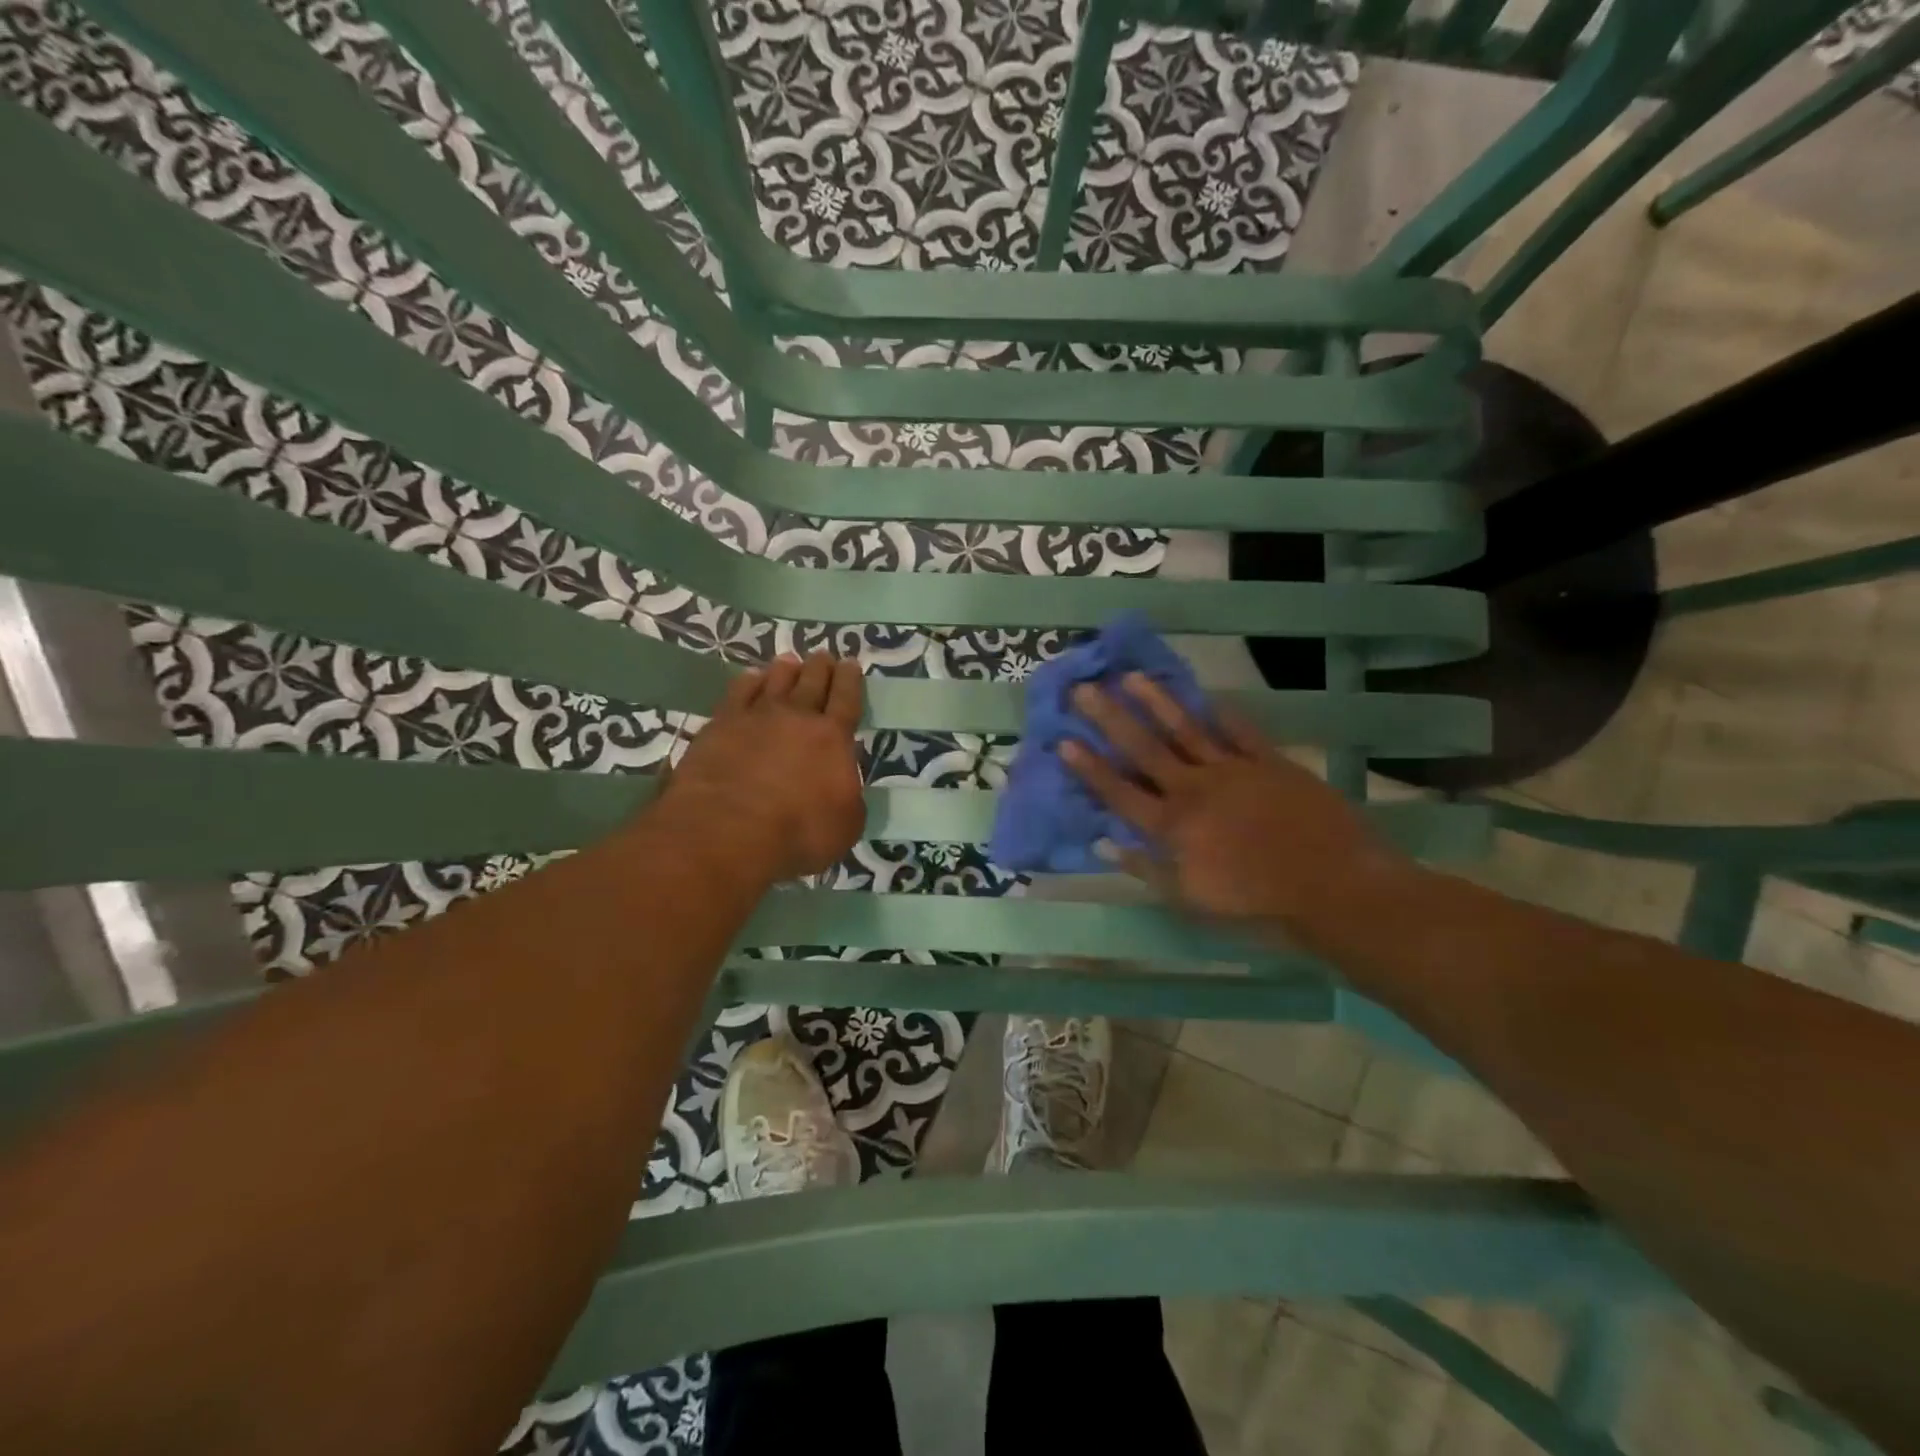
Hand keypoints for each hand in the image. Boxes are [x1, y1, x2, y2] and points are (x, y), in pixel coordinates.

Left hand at [659, 652, 865, 880]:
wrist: (728, 830)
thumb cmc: (797, 834)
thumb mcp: (846, 825)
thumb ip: (849, 796)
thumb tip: (844, 781)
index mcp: (833, 739)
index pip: (846, 700)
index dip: (850, 680)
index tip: (850, 663)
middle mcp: (797, 718)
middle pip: (812, 683)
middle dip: (820, 667)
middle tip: (823, 655)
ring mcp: (755, 717)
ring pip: (775, 682)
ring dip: (785, 669)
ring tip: (789, 660)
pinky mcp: (720, 725)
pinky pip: (738, 693)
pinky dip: (748, 682)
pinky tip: (750, 678)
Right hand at [1058, 674, 1414, 938]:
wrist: (1334, 888)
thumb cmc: (1257, 904)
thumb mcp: (1191, 900)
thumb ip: (1146, 869)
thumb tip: (1104, 844)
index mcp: (1172, 826)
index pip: (1119, 792)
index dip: (1090, 768)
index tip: (1064, 741)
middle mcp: (1194, 789)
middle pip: (1144, 749)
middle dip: (1110, 718)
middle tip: (1084, 688)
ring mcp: (1233, 770)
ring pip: (1186, 729)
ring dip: (1156, 702)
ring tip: (1130, 676)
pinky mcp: (1270, 762)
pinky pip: (1240, 732)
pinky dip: (1222, 713)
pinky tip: (1206, 696)